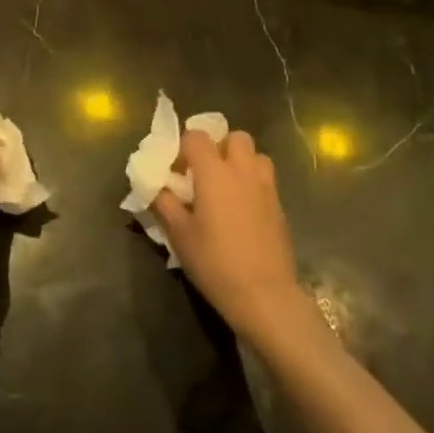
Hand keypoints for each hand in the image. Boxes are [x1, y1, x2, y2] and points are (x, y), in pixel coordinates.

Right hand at [152, 128, 306, 340]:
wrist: (265, 295)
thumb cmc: (215, 262)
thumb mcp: (179, 235)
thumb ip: (164, 204)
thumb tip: (153, 187)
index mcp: (214, 172)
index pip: (196, 136)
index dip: (183, 147)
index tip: (176, 170)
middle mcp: (243, 171)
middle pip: (235, 137)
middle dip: (219, 146)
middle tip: (205, 173)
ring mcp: (266, 187)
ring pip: (255, 155)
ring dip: (241, 162)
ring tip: (227, 187)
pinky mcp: (280, 206)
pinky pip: (265, 180)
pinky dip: (252, 184)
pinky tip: (242, 211)